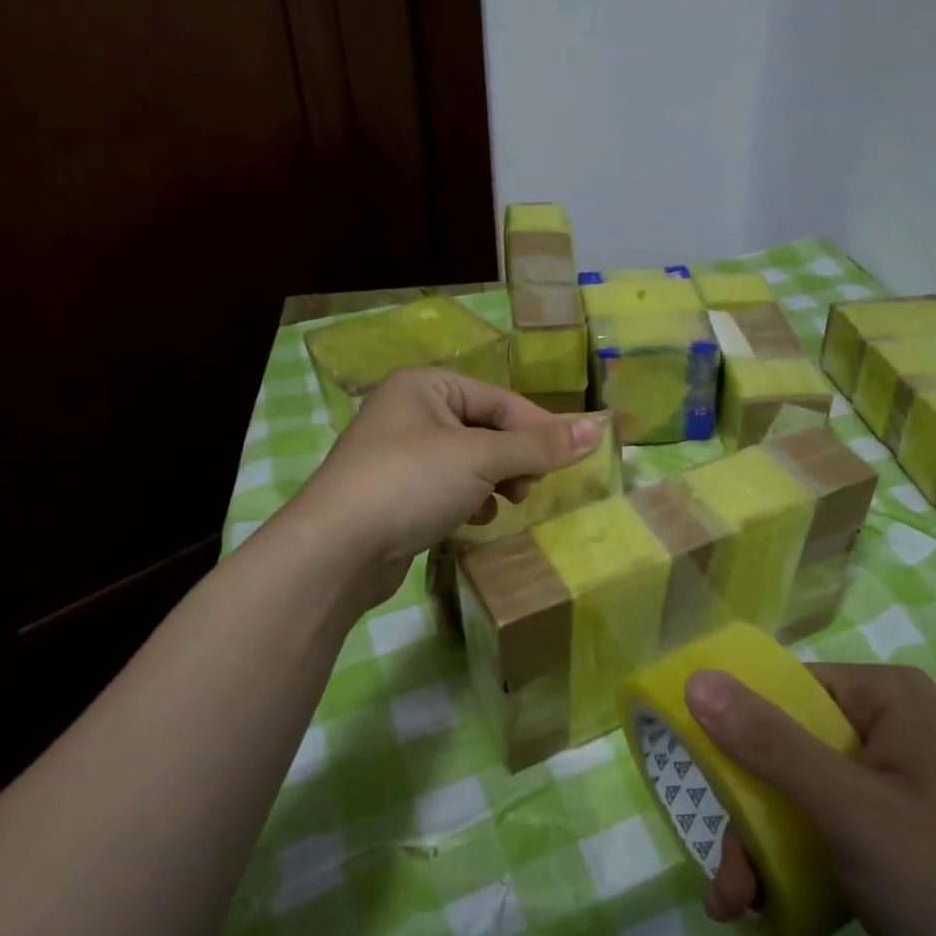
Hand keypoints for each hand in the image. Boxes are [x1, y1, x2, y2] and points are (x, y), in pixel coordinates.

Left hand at [281, 367, 601, 604]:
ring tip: (504, 503)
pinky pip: (448, 487)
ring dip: (494, 482)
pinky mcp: (396, 493)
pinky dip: (467, 500)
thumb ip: (539, 445)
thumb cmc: (410, 483)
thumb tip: (598, 429)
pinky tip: (471, 519)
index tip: (572, 458)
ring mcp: (400, 454)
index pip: (500, 399)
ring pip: (469, 462)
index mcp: (425, 385)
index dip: (538, 428)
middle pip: (485, 430)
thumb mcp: (482, 458)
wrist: (336, 550)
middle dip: (513, 460)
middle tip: (529, 488)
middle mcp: (410, 411)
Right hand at [685, 663, 935, 935]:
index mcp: (887, 698)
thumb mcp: (848, 810)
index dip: (736, 723)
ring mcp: (884, 783)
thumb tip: (697, 678)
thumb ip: (770, 744)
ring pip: (792, 793)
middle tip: (725, 872)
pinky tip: (761, 907)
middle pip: (783, 746)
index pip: (788, 686)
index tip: (700, 771)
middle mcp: (885, 728)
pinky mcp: (882, 833)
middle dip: (746, 812)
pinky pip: (815, 828)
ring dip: (756, 847)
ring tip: (735, 902)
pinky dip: (784, 864)